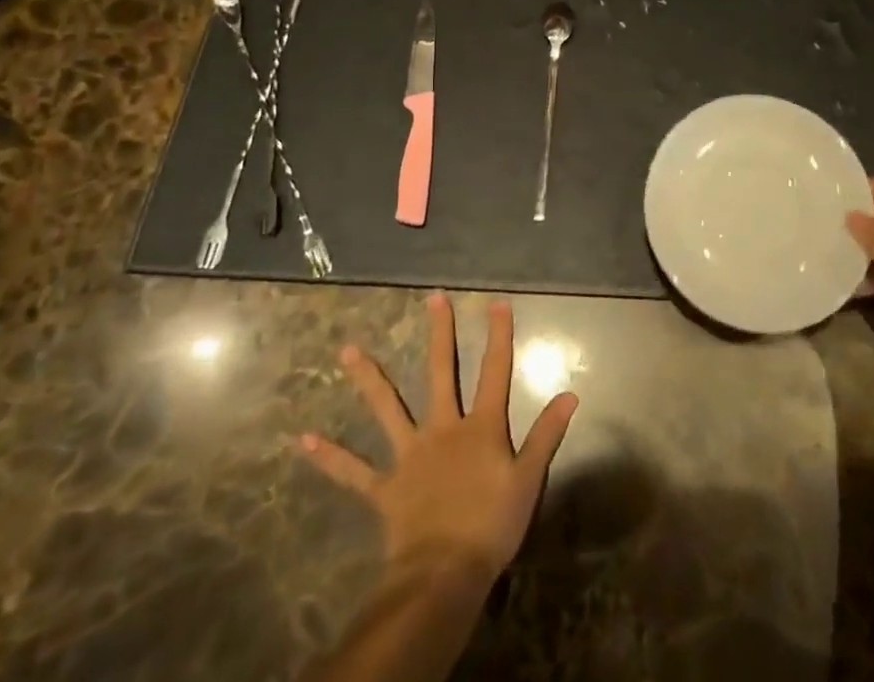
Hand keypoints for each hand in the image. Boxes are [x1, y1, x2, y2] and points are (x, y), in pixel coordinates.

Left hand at [301, 293, 578, 582]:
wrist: (444, 574)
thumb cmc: (491, 526)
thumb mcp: (529, 479)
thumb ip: (547, 434)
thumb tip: (570, 393)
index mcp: (479, 427)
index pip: (495, 372)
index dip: (498, 336)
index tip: (497, 302)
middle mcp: (442, 428)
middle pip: (440, 373)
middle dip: (439, 334)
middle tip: (433, 299)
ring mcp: (410, 455)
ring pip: (387, 409)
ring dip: (368, 379)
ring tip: (348, 350)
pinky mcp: (386, 486)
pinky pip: (354, 472)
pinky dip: (330, 457)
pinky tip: (303, 441)